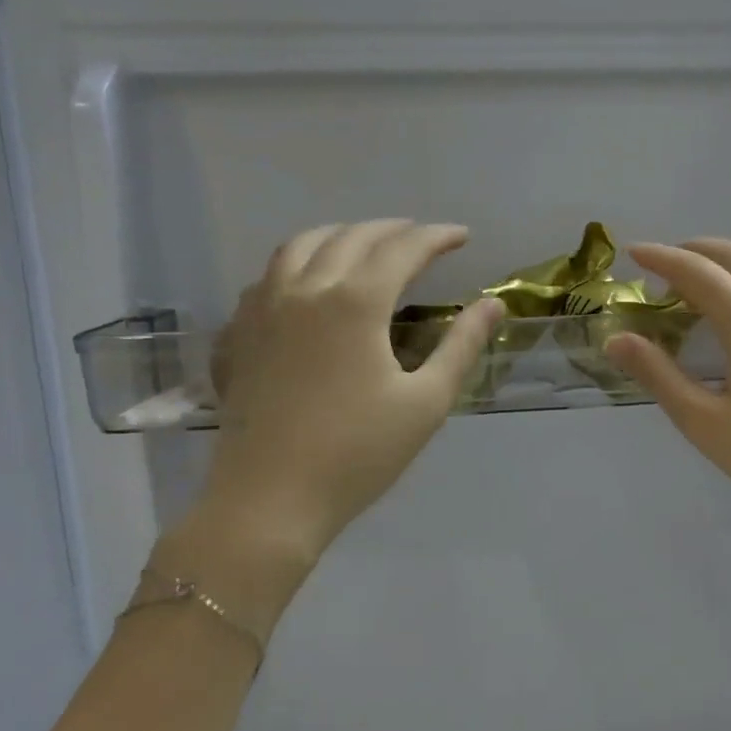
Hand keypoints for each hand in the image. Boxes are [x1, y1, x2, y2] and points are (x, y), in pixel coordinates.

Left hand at [157, 221, 502, 632]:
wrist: (269, 501)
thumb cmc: (358, 454)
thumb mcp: (426, 403)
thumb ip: (462, 346)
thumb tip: (493, 304)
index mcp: (355, 302)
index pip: (402, 249)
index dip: (436, 237)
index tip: (462, 236)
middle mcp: (304, 291)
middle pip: (350, 237)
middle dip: (391, 230)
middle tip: (421, 238)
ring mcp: (262, 311)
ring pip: (298, 248)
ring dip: (338, 236)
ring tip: (363, 246)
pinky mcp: (237, 338)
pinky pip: (265, 282)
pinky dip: (294, 268)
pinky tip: (305, 288)